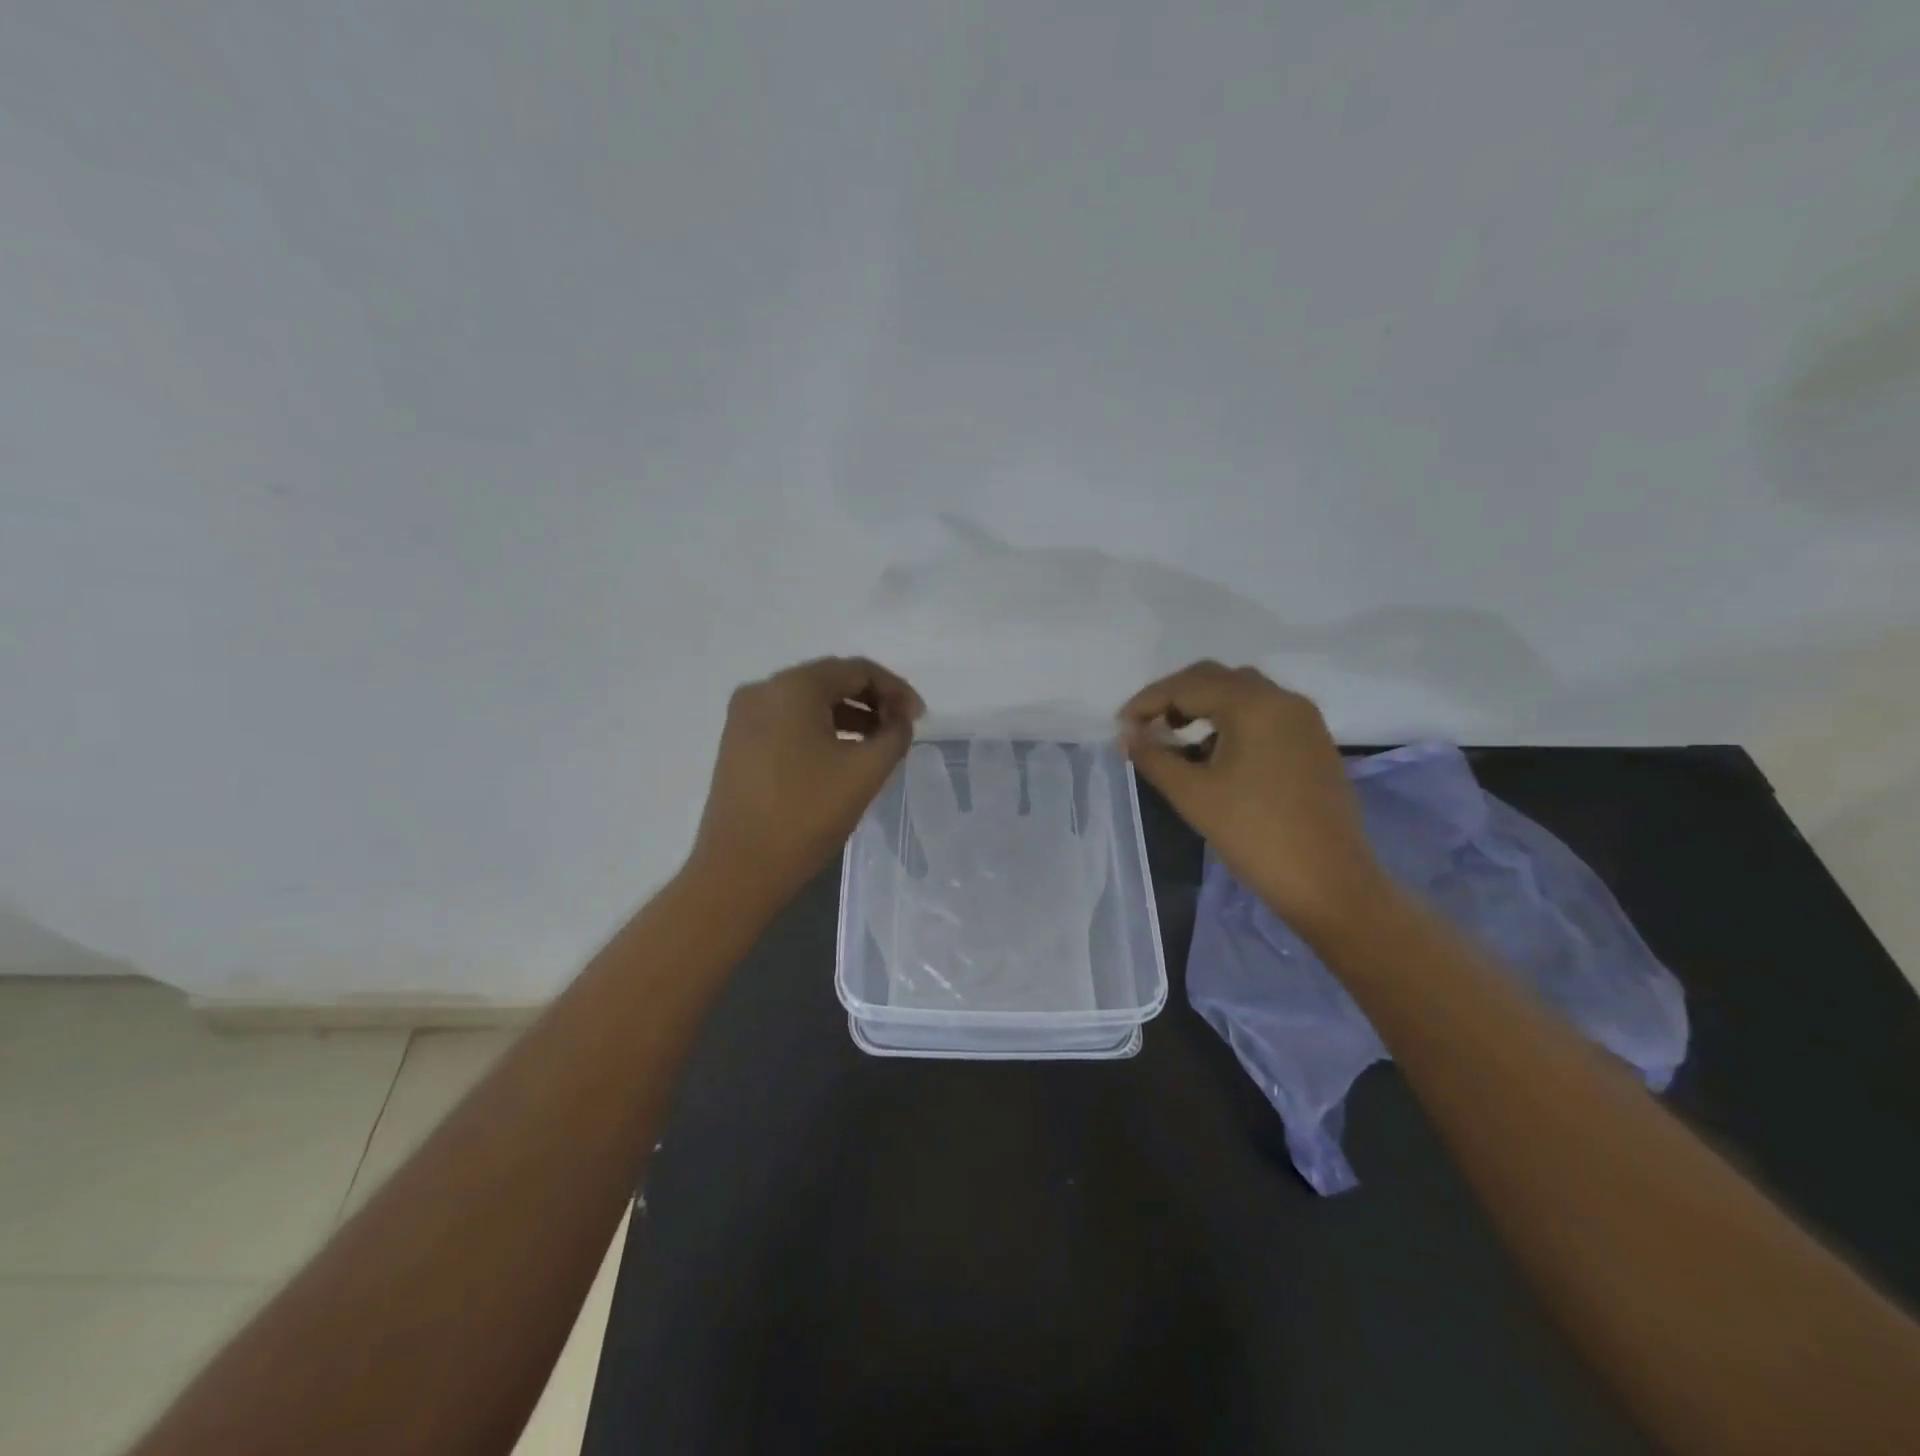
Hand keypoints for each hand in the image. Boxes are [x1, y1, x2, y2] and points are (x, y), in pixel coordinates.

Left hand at [689, 656, 924, 907]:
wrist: (739, 869)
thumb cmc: (807, 814)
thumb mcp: (865, 771)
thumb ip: (895, 734)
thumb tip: (898, 719)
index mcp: (793, 687)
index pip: (856, 670)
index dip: (896, 689)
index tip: (919, 719)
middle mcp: (763, 690)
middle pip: (830, 680)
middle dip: (872, 700)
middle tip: (901, 728)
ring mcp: (744, 717)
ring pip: (809, 702)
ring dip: (848, 715)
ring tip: (877, 744)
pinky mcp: (738, 743)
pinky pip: (789, 721)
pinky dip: (821, 729)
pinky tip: (842, 755)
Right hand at [1118, 661, 1387, 933]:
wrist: (1330, 882)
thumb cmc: (1254, 835)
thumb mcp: (1193, 795)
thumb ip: (1154, 757)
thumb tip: (1128, 734)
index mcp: (1253, 705)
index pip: (1187, 686)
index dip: (1147, 702)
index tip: (1120, 726)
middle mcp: (1283, 699)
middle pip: (1216, 678)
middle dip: (1175, 696)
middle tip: (1145, 726)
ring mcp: (1304, 720)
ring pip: (1242, 693)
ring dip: (1203, 706)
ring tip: (1175, 738)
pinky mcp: (1314, 742)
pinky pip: (1264, 713)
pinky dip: (1231, 720)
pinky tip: (1213, 752)